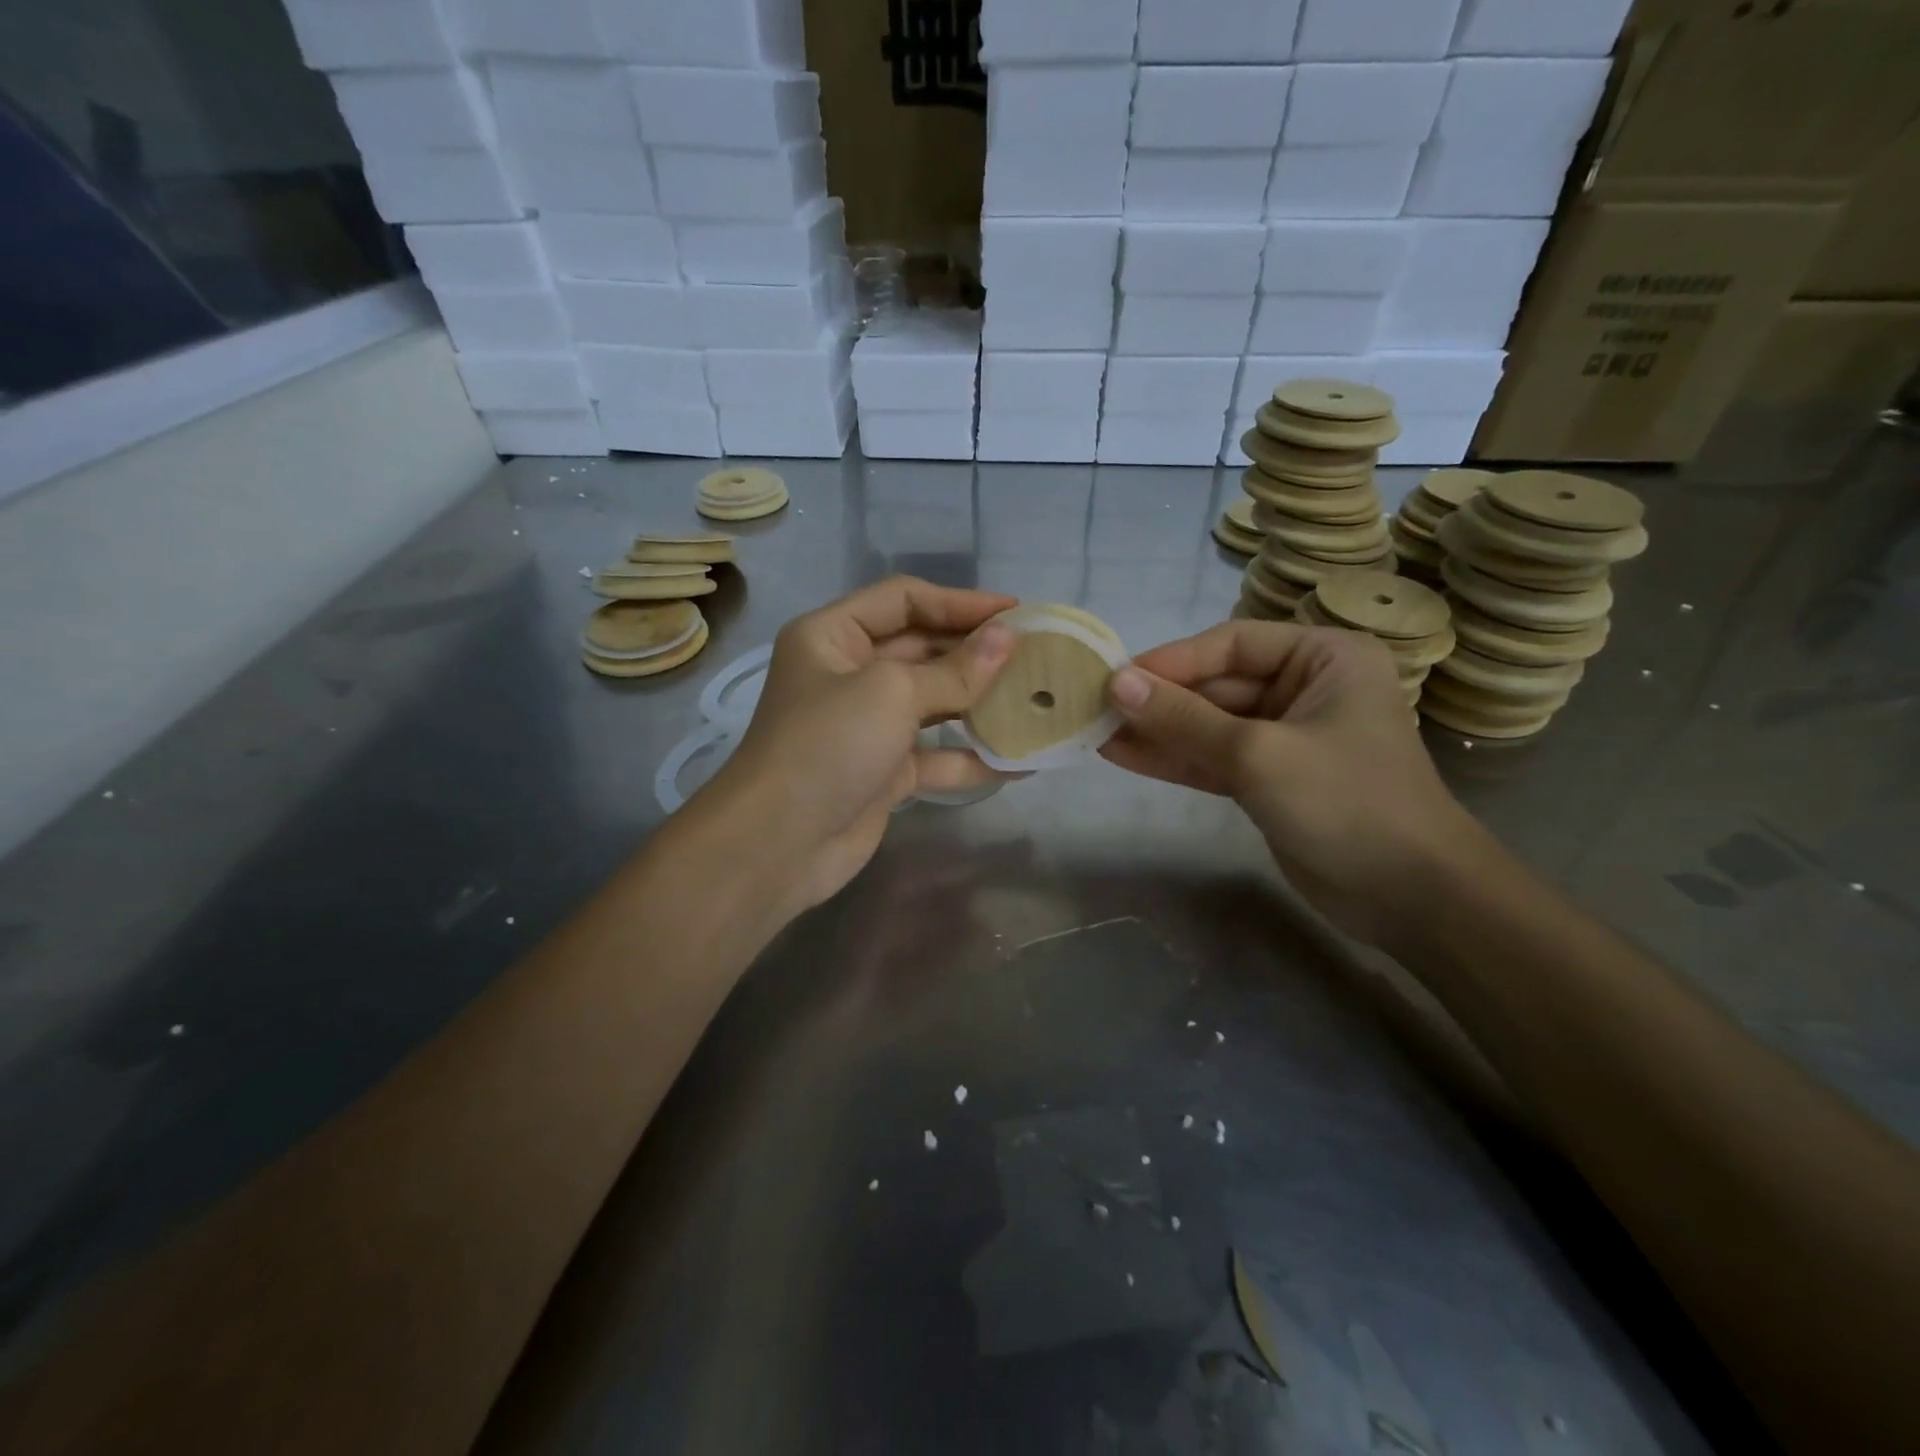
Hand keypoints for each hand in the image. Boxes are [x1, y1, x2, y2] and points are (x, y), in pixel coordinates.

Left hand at [703, 577, 1016, 916]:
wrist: (779, 844)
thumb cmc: (828, 745)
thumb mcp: (892, 693)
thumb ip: (955, 670)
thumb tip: (1009, 639)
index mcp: (833, 636)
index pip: (904, 601)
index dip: (960, 602)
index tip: (1016, 612)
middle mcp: (848, 674)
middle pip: (922, 649)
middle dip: (976, 653)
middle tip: (1035, 655)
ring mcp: (866, 726)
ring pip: (933, 703)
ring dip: (980, 703)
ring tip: (1034, 700)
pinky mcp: (883, 772)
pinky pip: (935, 755)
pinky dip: (972, 758)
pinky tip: (1019, 761)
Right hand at [1100, 620, 1490, 946]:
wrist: (1410, 897)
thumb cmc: (1347, 802)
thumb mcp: (1258, 753)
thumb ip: (1185, 719)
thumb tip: (1117, 684)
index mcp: (1323, 657)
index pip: (1231, 644)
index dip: (1171, 661)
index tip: (1116, 679)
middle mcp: (1305, 688)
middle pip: (1216, 686)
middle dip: (1159, 701)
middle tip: (1096, 710)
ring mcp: (1286, 736)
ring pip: (1210, 725)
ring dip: (1158, 731)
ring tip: (1097, 733)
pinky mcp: (1270, 778)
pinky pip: (1214, 758)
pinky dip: (1174, 759)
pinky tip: (1123, 756)